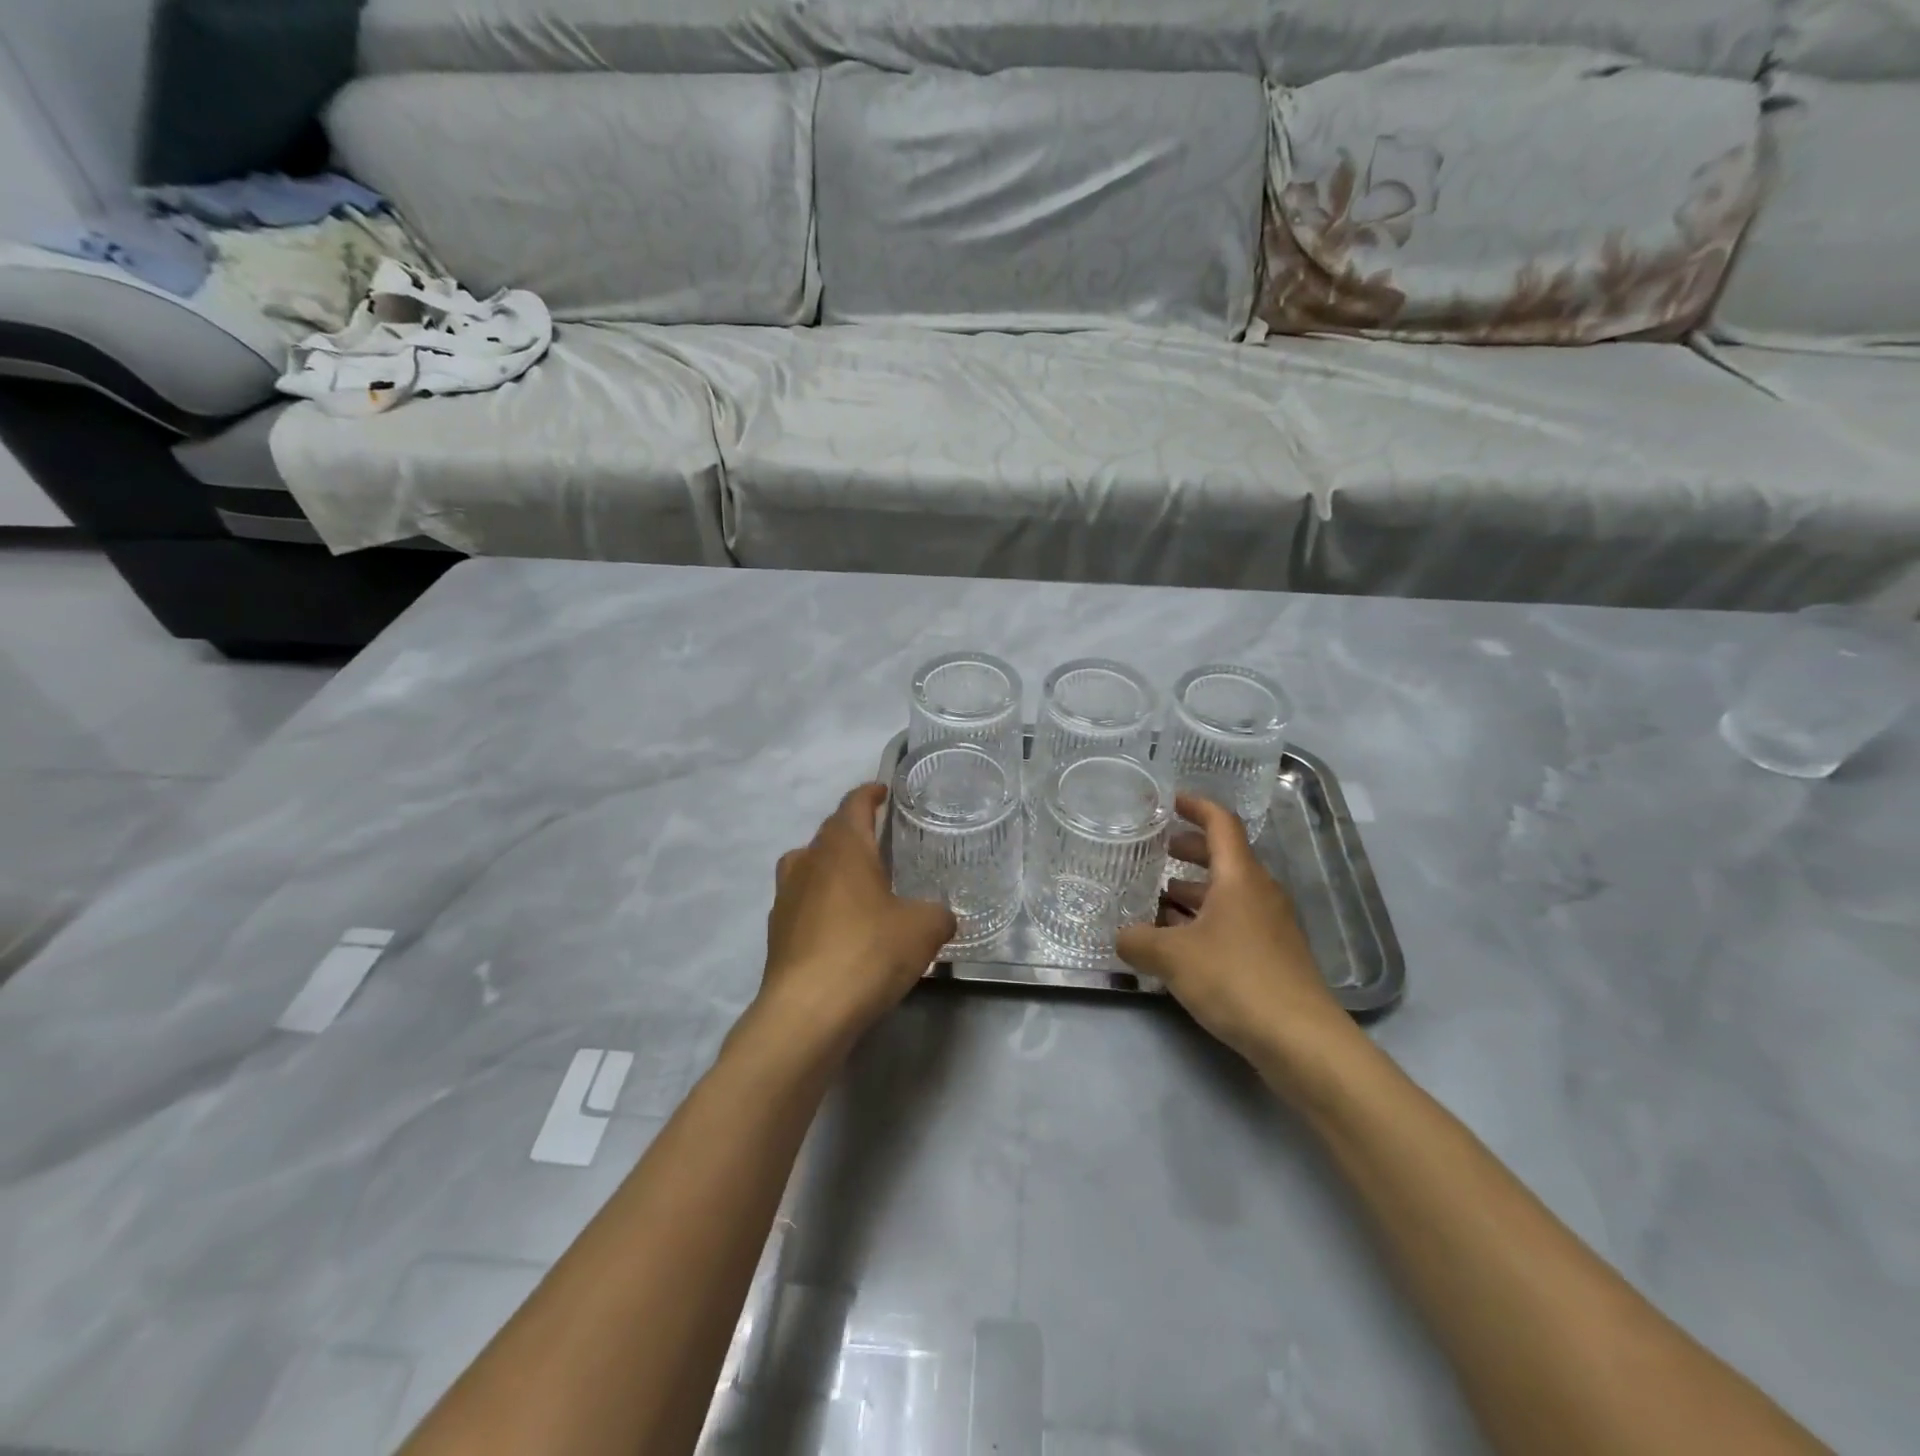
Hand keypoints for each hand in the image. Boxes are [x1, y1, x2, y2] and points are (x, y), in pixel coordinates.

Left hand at [756, 782, 957, 1045]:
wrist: (807, 1011)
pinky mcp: (777, 932)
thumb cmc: (868, 952)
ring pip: (809, 866)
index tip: (883, 791)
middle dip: (853, 831)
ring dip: (832, 867)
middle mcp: (808, 861)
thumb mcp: (923, 930)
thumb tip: (941, 915)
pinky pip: (803, 902)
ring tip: (859, 884)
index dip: (870, 794)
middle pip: (830, 833)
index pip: (854, 804)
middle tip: (881, 841)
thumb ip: (937, 914)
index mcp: (842, 847)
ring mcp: (786, 896)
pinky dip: (821, 904)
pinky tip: (841, 929)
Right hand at [1117, 795, 1359, 1083]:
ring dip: (1194, 890)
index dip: (1196, 806)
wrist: (1301, 1040)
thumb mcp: (1173, 958)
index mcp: (1240, 877)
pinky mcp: (1273, 956)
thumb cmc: (1236, 980)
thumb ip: (1139, 941)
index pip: (1221, 824)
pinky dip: (1206, 920)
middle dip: (1190, 849)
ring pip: (1228, 893)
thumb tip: (1120, 937)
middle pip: (1224, 857)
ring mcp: (1270, 926)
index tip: (1170, 801)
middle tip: (1156, 850)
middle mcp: (1259, 893)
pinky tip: (1179, 942)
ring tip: (1157, 898)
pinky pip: (1234, 922)